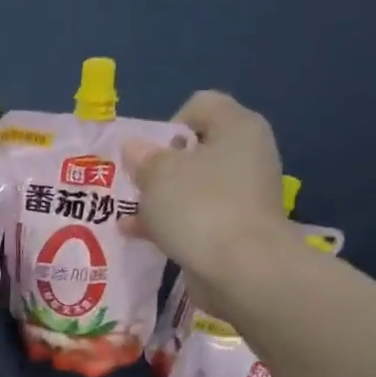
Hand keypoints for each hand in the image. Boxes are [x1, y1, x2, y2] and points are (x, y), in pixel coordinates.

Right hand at [125, 91, 290, 317]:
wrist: (243, 270)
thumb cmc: (200, 207)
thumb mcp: (158, 175)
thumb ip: (143, 158)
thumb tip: (135, 149)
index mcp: (237, 127)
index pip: (199, 106)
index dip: (167, 125)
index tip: (147, 155)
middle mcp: (247, 155)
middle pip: (194, 150)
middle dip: (159, 168)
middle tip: (135, 186)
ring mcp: (244, 195)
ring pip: (192, 187)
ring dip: (161, 199)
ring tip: (129, 215)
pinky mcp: (236, 229)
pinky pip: (197, 218)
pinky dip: (171, 224)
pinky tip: (140, 236)